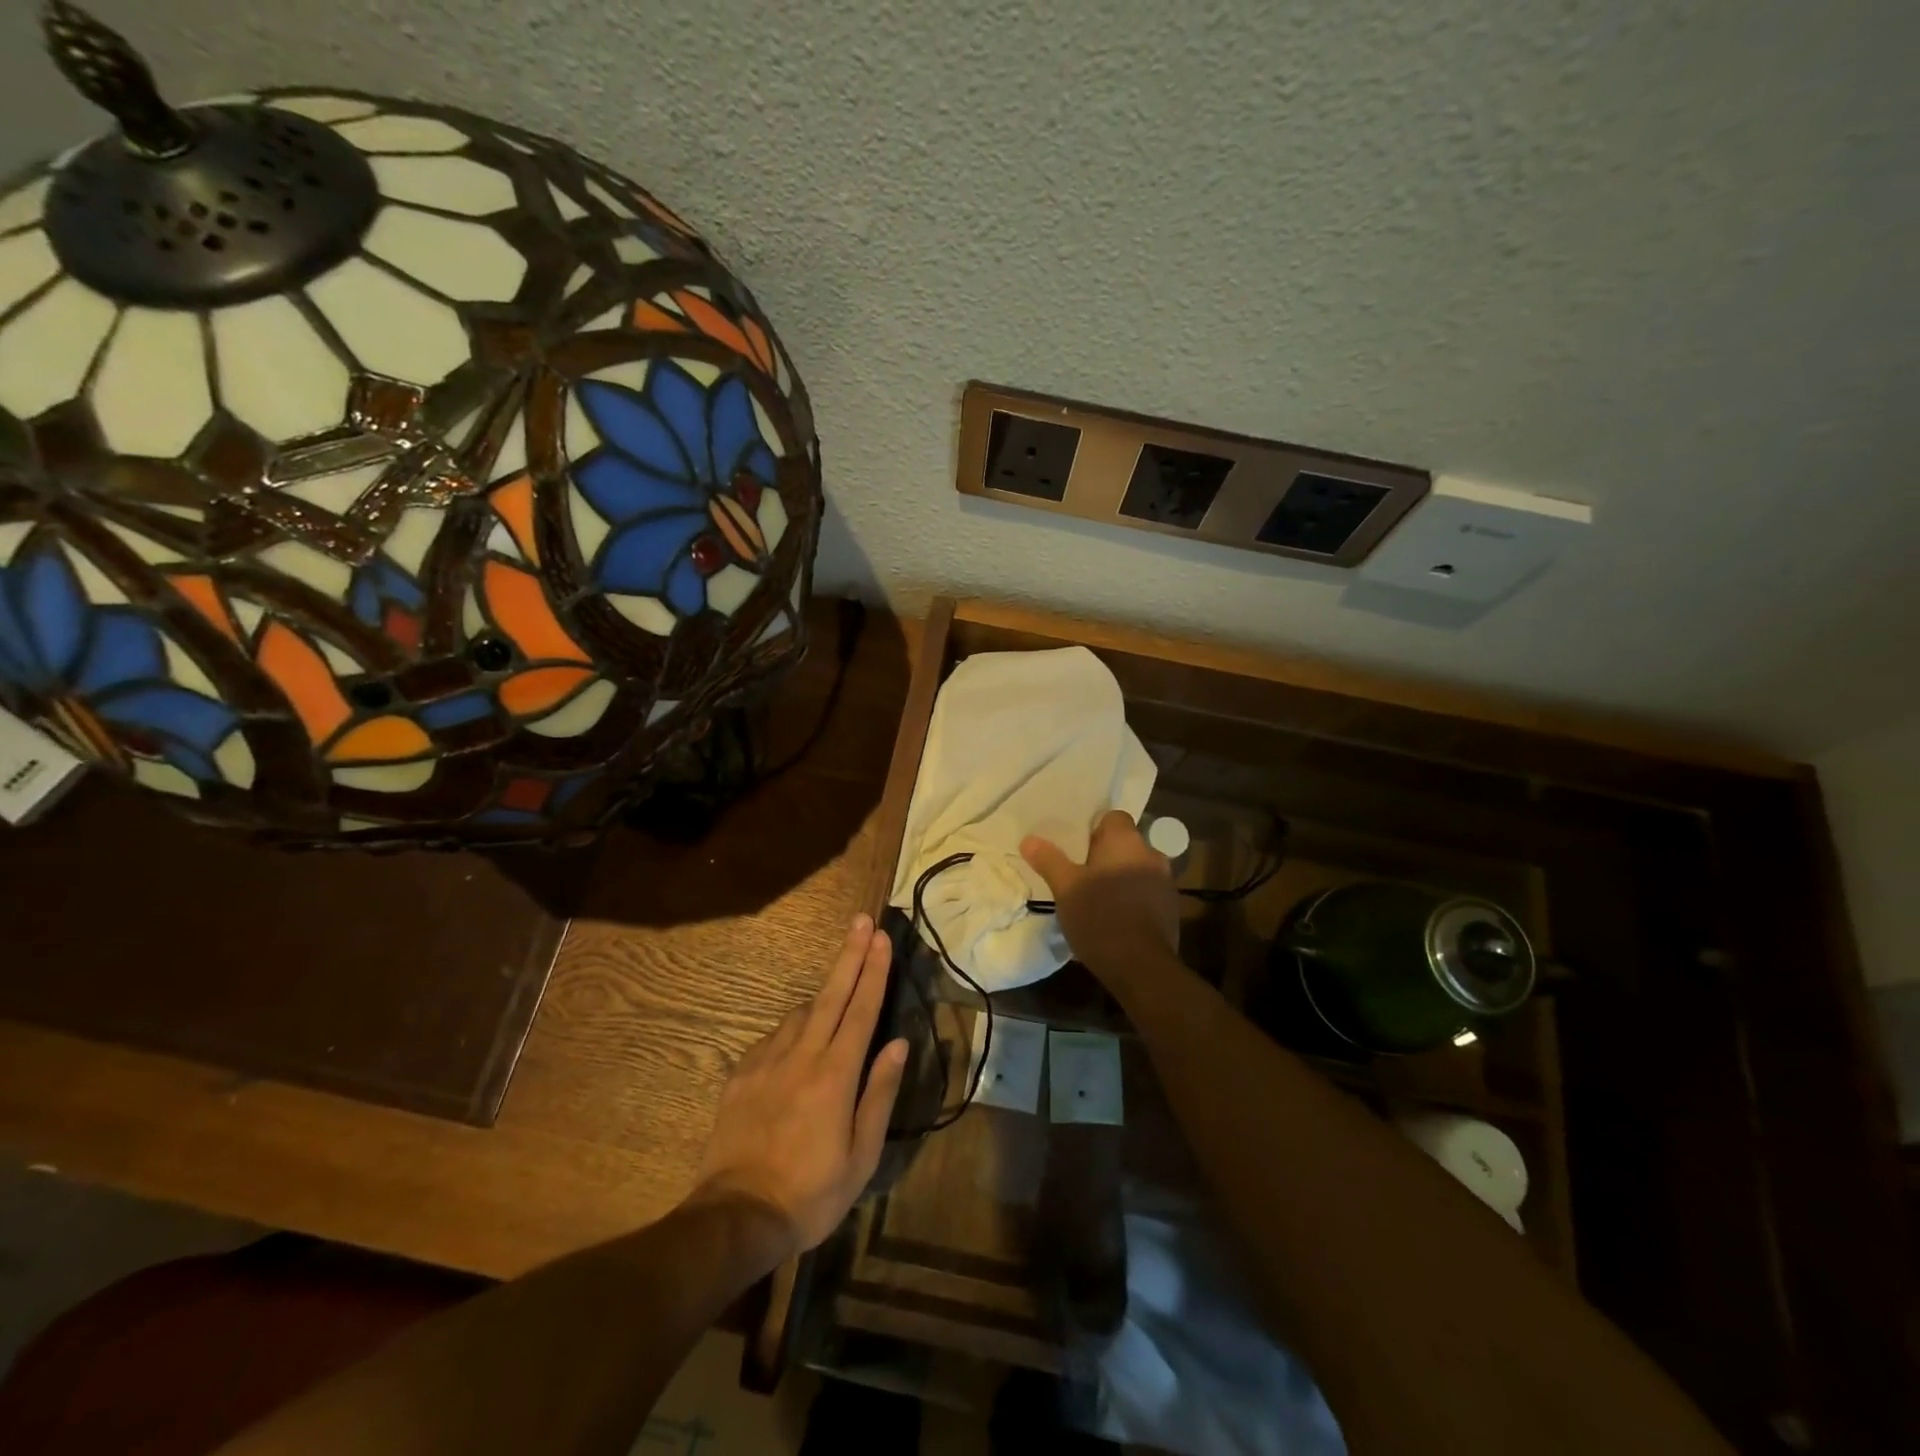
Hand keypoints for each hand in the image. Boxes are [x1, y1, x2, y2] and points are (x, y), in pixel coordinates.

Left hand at [690, 914, 907, 1258]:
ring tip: (838, 996)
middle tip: (861, 921)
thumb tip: (899, 1044)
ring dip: (823, 996)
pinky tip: (798, 1043)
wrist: (736, 1216)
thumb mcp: (861, 1156)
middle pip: (831, 994)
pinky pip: (774, 1037)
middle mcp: (802, 1056)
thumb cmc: (811, 1192)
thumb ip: (879, 1093)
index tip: (881, 937)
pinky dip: (793, 1029)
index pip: (861, 1010)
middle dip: (849, 954)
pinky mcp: (741, 1073)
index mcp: (835, 1075)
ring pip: (801, 1013)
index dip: (873, 971)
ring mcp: (766, 1060)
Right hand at [1022, 810, 1179, 977]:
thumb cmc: (1099, 917)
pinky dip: (1132, 899)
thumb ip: (1049, 860)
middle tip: (1080, 875)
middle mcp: (1151, 854)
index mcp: (1126, 841)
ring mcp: (1165, 882)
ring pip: (1137, 869)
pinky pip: (1147, 893)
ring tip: (1096, 899)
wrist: (1141, 966)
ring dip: (1120, 878)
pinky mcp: (1171, 909)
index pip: (1114, 817)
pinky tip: (1115, 919)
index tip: (1077, 849)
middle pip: (1125, 844)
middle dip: (1105, 856)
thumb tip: (1028, 839)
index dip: (1094, 829)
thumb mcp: (1065, 888)